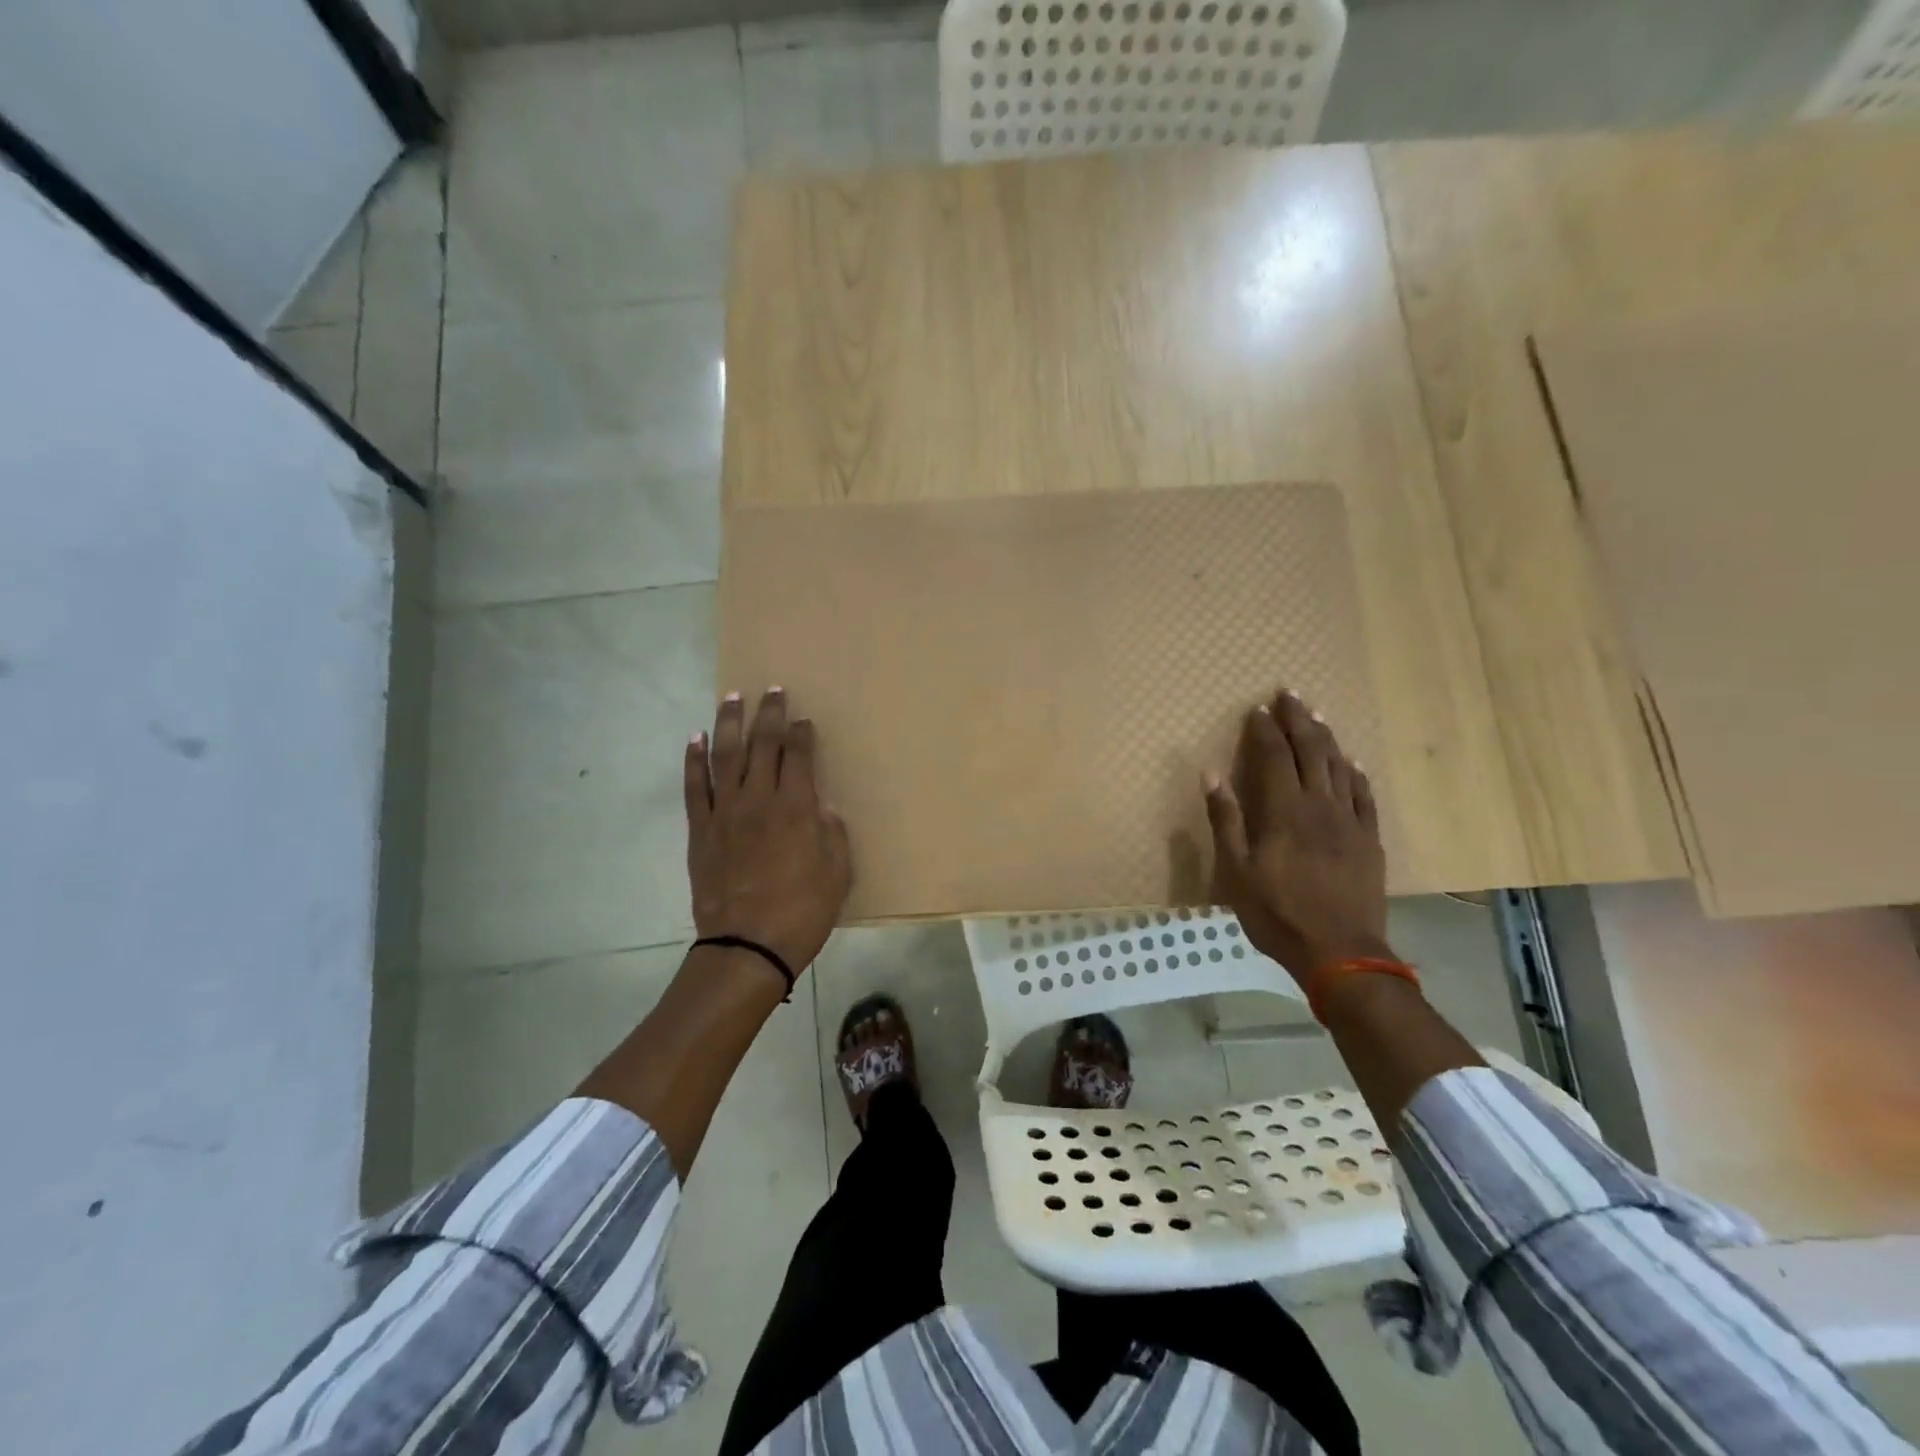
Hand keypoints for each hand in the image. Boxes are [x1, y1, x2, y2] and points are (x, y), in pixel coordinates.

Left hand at [685, 688, 851, 975]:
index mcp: (796, 807)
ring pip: (725, 756)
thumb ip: (832, 832)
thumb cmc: (802, 911)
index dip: (802, 733)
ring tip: (731, 697)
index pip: (799, 755)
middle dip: (769, 714)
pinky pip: (694, 787)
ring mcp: (725, 812)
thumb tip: (821, 808)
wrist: (748, 945)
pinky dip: (693, 760)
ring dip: (728, 723)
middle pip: (763, 745)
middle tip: (772, 690)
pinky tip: (694, 739)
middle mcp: (759, 799)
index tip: (804, 719)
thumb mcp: (838, 872)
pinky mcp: (701, 830)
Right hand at [1202, 687, 1390, 980]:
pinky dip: (1355, 772)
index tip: (1257, 709)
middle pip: (1310, 751)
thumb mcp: (1236, 871)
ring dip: (1326, 736)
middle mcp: (1319, 806)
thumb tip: (1212, 774)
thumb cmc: (1277, 913)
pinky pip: (1364, 795)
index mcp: (1284, 811)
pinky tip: (1351, 760)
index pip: (1274, 757)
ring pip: (1338, 766)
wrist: (1341, 952)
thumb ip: (1225, 820)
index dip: (1265, 730)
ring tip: (1315, 714)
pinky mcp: (1369, 839)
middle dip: (1298, 720)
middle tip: (1289, 694)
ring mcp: (1349, 821)